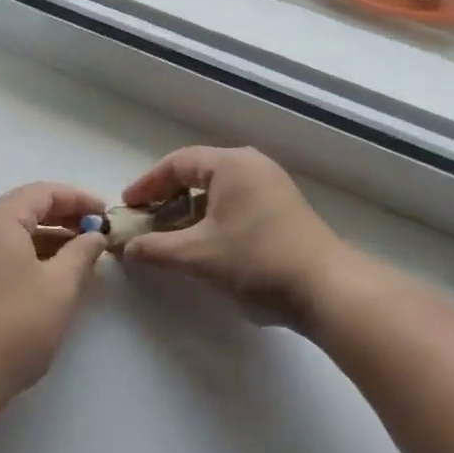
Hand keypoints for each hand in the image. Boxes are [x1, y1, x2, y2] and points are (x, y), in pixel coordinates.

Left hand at [0, 183, 106, 407]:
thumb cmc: (16, 323)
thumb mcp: (61, 286)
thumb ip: (82, 253)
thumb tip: (95, 235)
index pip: (43, 192)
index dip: (78, 199)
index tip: (106, 214)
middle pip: (25, 210)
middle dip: (64, 218)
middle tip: (96, 232)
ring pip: (14, 235)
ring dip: (48, 239)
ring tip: (80, 256)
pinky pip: (2, 255)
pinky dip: (30, 257)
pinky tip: (51, 278)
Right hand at [119, 147, 346, 331]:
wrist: (327, 289)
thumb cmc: (258, 261)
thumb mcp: (198, 255)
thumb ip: (156, 249)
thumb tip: (126, 248)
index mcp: (231, 164)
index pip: (177, 163)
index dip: (147, 184)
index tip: (127, 206)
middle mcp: (252, 166)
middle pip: (198, 173)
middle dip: (167, 196)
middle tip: (145, 219)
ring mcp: (271, 186)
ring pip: (218, 190)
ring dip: (189, 210)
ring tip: (170, 234)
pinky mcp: (283, 209)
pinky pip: (236, 202)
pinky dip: (212, 217)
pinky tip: (204, 243)